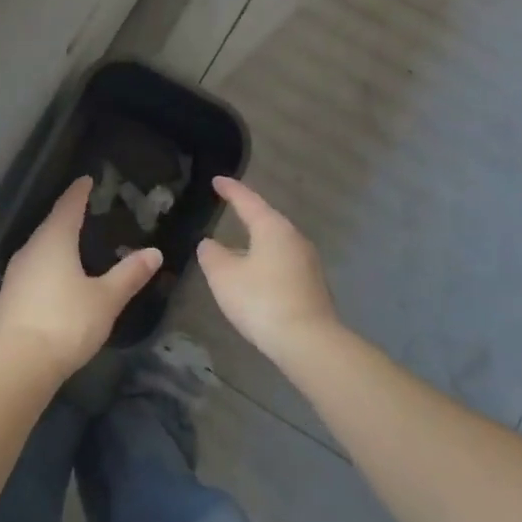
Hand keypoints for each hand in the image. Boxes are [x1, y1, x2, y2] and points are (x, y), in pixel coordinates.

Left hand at [0, 177, 161, 380]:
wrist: (18, 364)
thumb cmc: (66, 322)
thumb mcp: (106, 299)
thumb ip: (129, 274)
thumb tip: (154, 252)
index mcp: (54, 241)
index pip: (68, 206)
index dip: (78, 192)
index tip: (86, 179)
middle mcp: (30, 250)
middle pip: (50, 225)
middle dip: (66, 216)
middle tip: (83, 210)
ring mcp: (14, 274)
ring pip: (38, 249)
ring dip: (54, 243)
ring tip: (71, 244)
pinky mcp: (7, 298)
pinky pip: (31, 271)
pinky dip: (45, 267)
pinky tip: (54, 280)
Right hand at [196, 177, 340, 357]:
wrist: (308, 342)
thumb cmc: (261, 300)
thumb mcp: (224, 276)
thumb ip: (212, 255)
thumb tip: (209, 243)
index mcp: (272, 227)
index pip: (248, 200)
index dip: (231, 189)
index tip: (217, 180)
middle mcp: (294, 238)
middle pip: (266, 219)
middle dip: (247, 213)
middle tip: (228, 206)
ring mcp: (307, 262)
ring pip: (276, 242)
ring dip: (256, 240)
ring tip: (237, 243)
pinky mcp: (312, 284)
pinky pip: (283, 262)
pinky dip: (266, 260)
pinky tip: (255, 273)